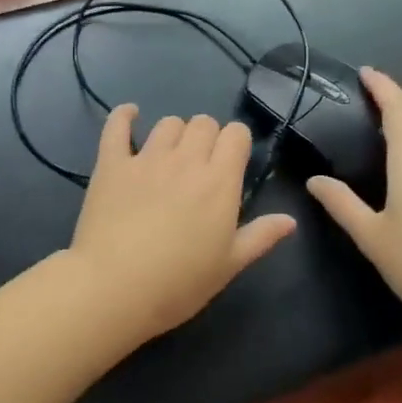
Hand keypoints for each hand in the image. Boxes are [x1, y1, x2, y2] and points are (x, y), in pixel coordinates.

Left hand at [68, 106, 296, 342]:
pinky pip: (117, 126)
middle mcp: (185, 160)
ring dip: (175, 133)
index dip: (236, 142)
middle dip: (207, 136)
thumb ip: (260, 237)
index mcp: (219, 181)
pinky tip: (130, 114)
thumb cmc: (179, 283)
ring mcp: (146, 158)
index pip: (236, 134)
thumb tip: (290, 219)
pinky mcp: (111, 163)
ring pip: (167, 123)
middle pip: (203, 123)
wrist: (114, 287)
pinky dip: (124, 116)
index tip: (232, 161)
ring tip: (170, 154)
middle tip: (201, 165)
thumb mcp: (229, 266)